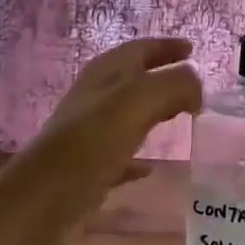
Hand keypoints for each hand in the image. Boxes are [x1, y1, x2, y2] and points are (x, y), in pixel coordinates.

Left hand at [6, 38, 202, 233]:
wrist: (46, 196)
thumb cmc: (91, 142)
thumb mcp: (137, 101)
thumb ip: (173, 84)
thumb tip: (197, 80)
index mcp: (106, 75)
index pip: (140, 49)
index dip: (166, 47)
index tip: (193, 50)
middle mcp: (95, 98)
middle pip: (134, 80)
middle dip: (163, 78)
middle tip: (194, 86)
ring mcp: (89, 133)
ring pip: (127, 115)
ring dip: (152, 112)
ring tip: (180, 118)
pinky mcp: (88, 167)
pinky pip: (119, 155)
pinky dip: (137, 157)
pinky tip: (150, 168)